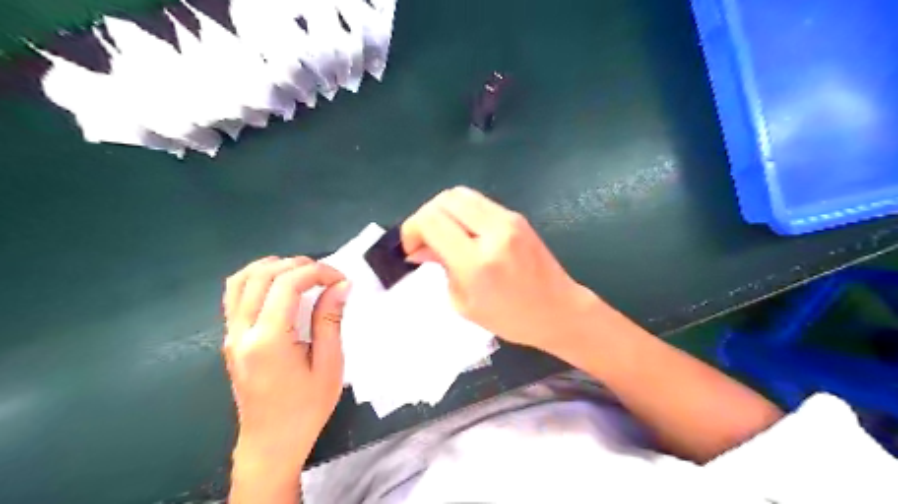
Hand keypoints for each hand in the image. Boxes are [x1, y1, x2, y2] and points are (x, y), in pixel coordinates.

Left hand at [223, 258, 348, 474]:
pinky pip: (235, 296)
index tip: (340, 279)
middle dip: (297, 265)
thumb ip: (330, 320)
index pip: (287, 285)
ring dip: (272, 267)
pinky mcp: (230, 339)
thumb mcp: (329, 365)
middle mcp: (242, 332)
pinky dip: (256, 279)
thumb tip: (341, 285)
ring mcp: (231, 335)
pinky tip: (278, 286)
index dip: (317, 272)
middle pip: (262, 276)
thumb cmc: (306, 408)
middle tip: (326, 274)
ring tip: (301, 272)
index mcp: (268, 340)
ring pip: (241, 280)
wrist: (271, 443)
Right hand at [399, 185, 594, 354]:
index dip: (411, 230)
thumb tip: (420, 248)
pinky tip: (463, 233)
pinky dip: (461, 212)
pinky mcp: (516, 216)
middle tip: (424, 241)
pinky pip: (478, 202)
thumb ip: (441, 268)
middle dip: (425, 217)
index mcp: (477, 262)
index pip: (431, 221)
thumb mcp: (464, 303)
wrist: (558, 310)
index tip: (411, 249)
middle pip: (444, 200)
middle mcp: (493, 232)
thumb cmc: (510, 319)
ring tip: (442, 236)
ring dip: (443, 211)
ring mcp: (508, 220)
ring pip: (460, 194)